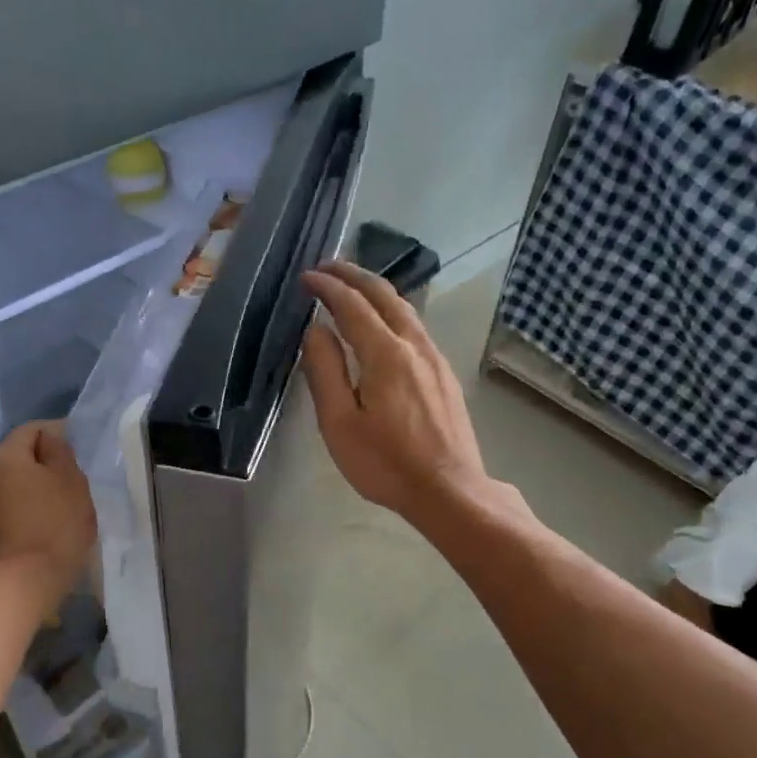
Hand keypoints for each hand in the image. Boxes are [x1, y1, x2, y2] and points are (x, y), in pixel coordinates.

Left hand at [0, 421, 95, 607]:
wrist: (28, 579)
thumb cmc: (55, 522)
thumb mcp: (70, 478)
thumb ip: (60, 450)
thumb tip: (52, 434)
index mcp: (6, 455)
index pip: (34, 428)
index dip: (60, 433)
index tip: (82, 451)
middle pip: (24, 453)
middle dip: (51, 459)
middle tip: (79, 475)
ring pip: (22, 479)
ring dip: (44, 482)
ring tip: (70, 497)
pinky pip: (19, 501)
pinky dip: (36, 502)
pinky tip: (55, 516)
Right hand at [300, 260, 495, 524]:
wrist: (449, 491)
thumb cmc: (386, 464)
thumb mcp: (340, 423)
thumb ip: (325, 371)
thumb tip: (316, 330)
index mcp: (386, 354)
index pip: (352, 306)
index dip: (327, 287)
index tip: (306, 277)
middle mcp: (415, 346)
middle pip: (385, 296)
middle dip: (354, 275)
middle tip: (327, 266)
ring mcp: (435, 359)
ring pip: (405, 309)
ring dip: (376, 291)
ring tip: (352, 287)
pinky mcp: (445, 375)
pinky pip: (415, 328)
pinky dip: (393, 312)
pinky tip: (384, 325)